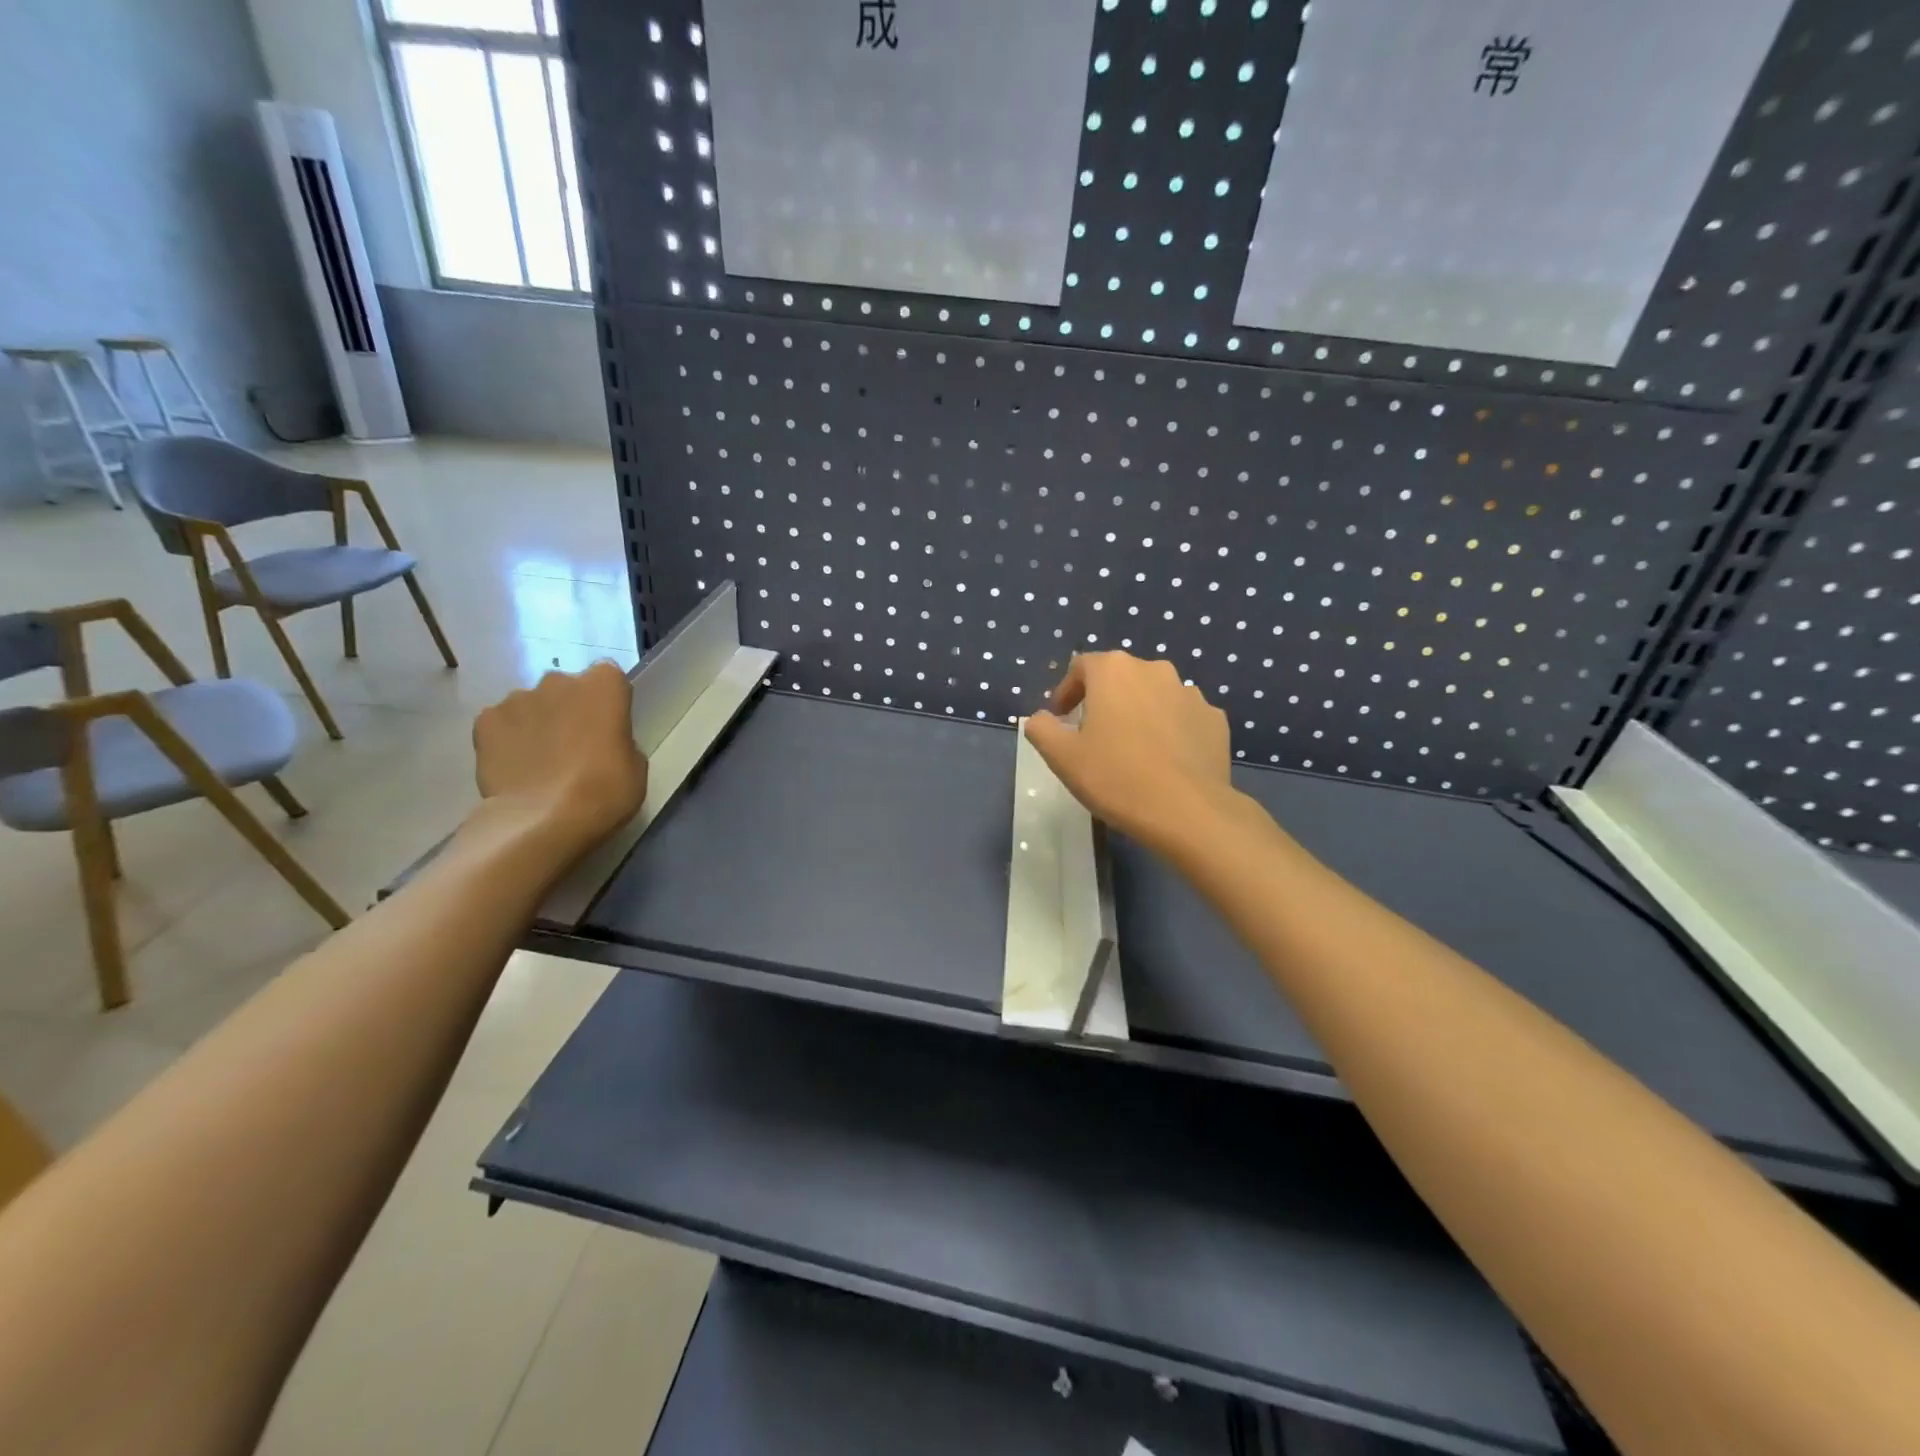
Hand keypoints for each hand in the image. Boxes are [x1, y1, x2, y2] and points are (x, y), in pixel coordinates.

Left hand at [471, 661, 647, 857]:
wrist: (542, 820)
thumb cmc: (605, 790)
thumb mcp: (635, 766)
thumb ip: (619, 740)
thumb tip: (601, 741)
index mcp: (604, 685)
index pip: (609, 678)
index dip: (607, 703)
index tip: (608, 728)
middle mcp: (559, 680)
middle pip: (567, 688)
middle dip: (569, 710)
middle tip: (573, 747)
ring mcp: (517, 698)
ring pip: (531, 705)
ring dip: (537, 723)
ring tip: (539, 761)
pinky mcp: (485, 721)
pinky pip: (501, 724)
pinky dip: (506, 739)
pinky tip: (514, 767)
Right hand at [1024, 652, 1236, 854]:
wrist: (1187, 811)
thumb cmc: (1115, 777)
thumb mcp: (1062, 757)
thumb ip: (1041, 729)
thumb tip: (1040, 718)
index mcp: (1114, 670)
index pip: (1081, 667)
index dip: (1067, 690)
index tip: (1061, 718)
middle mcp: (1154, 669)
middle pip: (1120, 678)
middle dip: (1104, 700)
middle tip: (1093, 735)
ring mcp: (1190, 693)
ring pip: (1154, 696)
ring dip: (1139, 713)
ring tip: (1132, 749)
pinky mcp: (1215, 719)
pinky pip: (1182, 717)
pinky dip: (1170, 730)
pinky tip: (1164, 760)